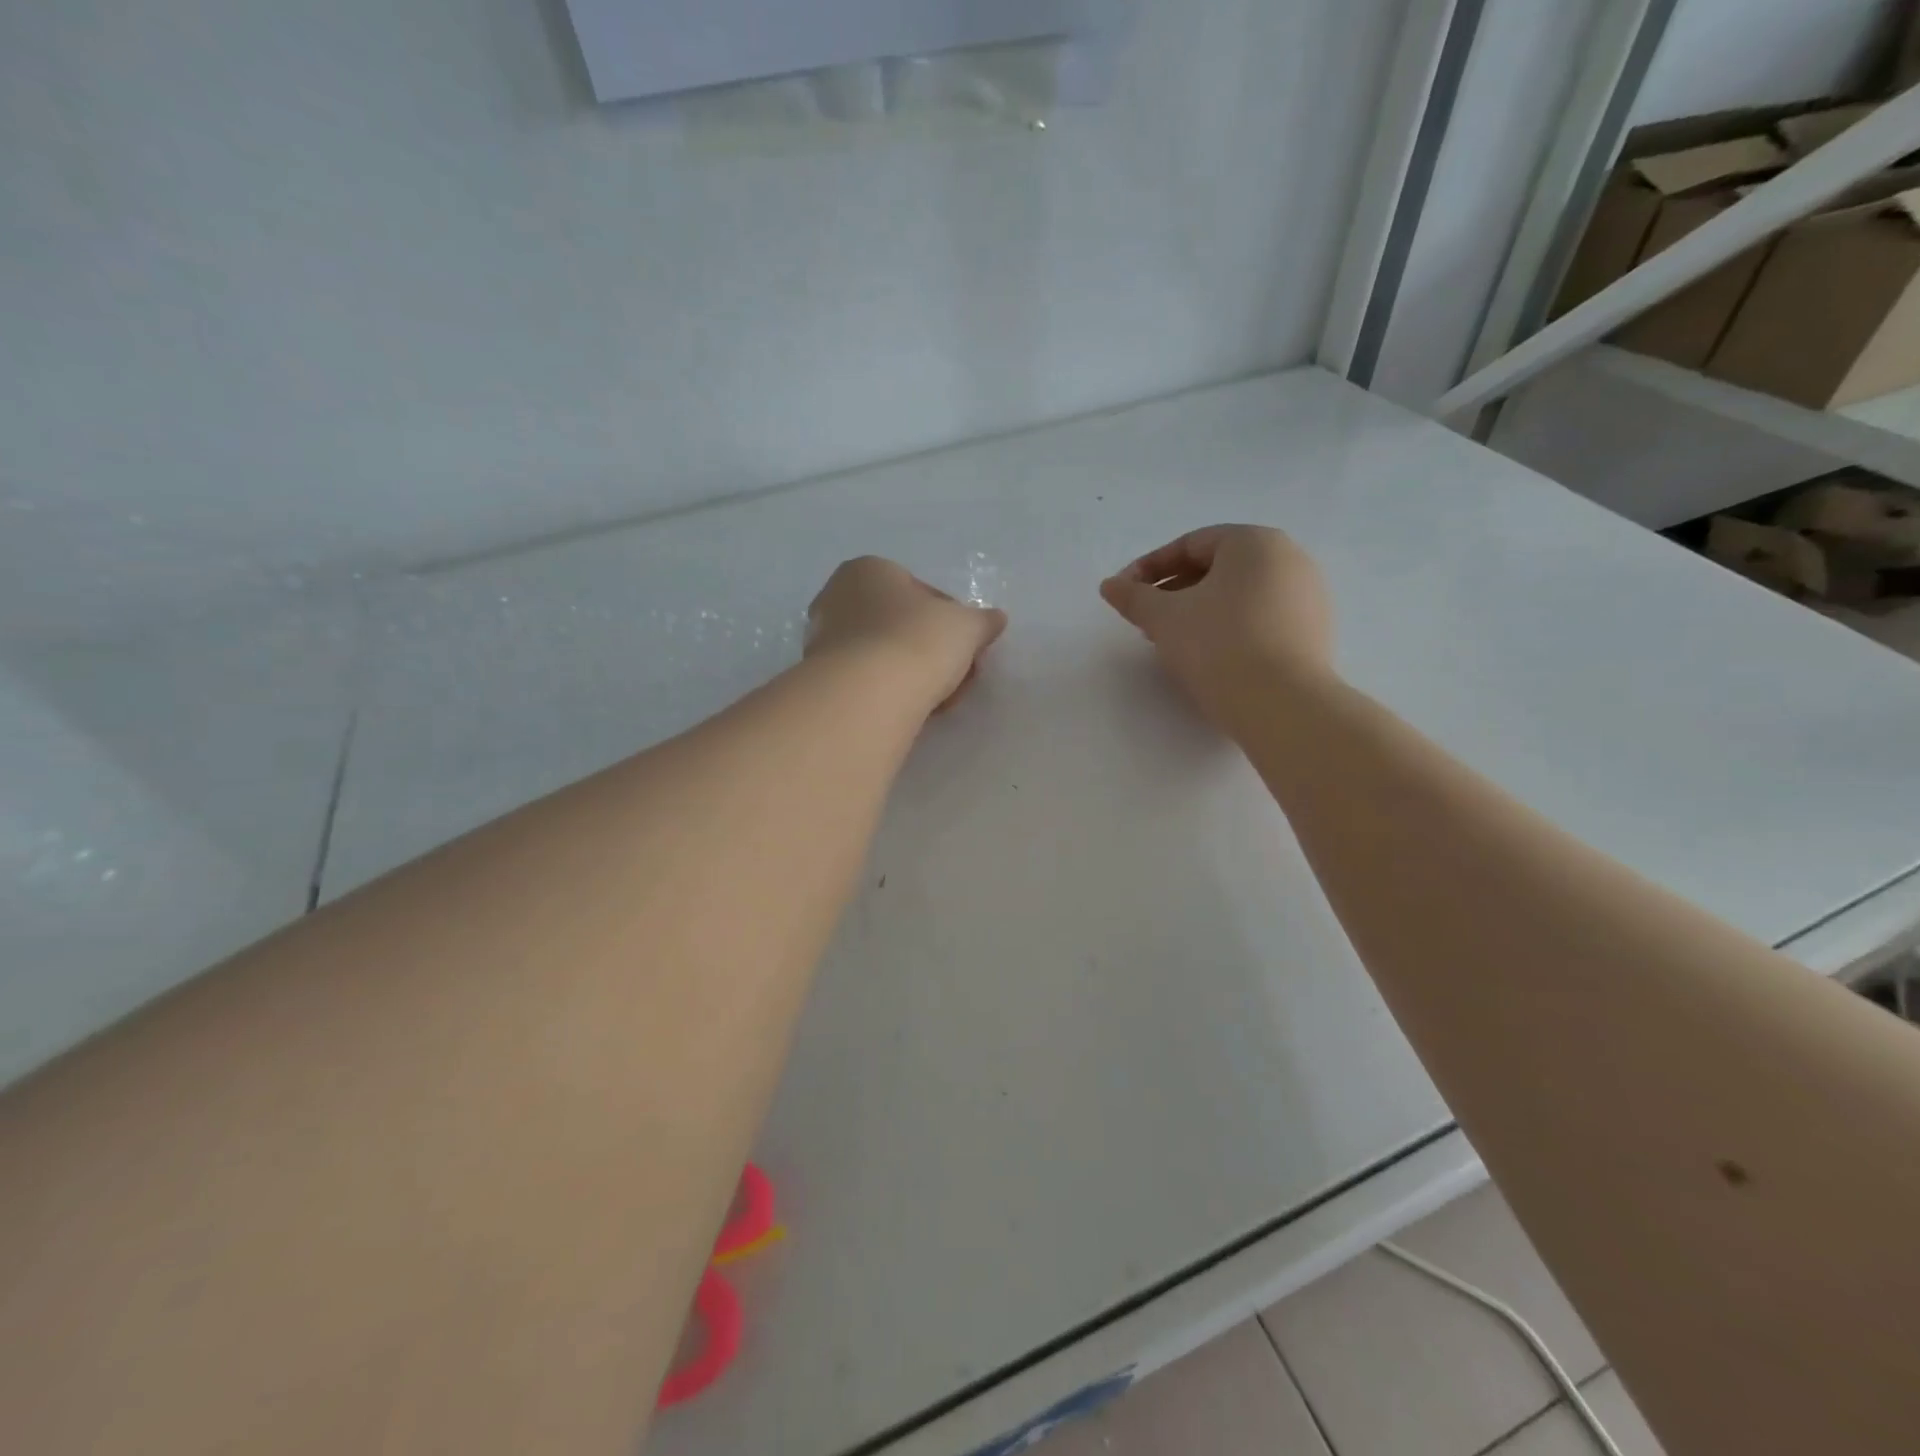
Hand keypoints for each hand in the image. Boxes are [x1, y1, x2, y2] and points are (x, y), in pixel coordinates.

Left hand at [806, 557, 1007, 712]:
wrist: (868, 694)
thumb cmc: (918, 640)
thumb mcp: (967, 626)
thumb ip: (983, 621)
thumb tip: (995, 619)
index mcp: (868, 569)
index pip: (921, 593)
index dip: (951, 621)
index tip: (966, 648)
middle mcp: (837, 597)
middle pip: (900, 625)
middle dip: (930, 649)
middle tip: (956, 675)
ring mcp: (823, 640)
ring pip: (884, 654)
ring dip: (912, 672)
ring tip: (938, 698)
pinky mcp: (821, 679)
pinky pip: (868, 680)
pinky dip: (891, 692)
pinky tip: (912, 709)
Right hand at [1100, 525, 1332, 728]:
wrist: (1281, 704)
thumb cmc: (1218, 645)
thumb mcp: (1164, 618)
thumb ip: (1133, 596)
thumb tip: (1109, 585)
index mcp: (1254, 542)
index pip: (1190, 545)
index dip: (1149, 568)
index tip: (1125, 594)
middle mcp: (1289, 558)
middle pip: (1217, 567)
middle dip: (1175, 591)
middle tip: (1146, 619)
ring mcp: (1308, 596)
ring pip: (1239, 594)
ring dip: (1200, 610)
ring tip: (1173, 640)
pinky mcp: (1314, 631)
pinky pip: (1262, 617)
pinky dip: (1230, 627)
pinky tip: (1210, 656)